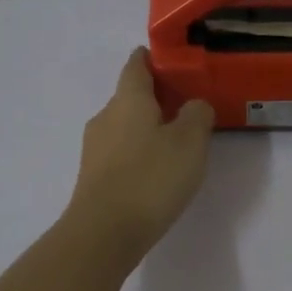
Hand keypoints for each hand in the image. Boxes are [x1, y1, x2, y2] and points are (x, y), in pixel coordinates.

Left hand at [66, 49, 214, 265]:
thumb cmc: (151, 178)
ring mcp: (95, 148)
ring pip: (124, 126)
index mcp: (128, 98)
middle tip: (187, 108)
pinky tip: (156, 172)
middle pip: (130, 96)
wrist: (104, 232)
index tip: (173, 63)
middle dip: (156, 98)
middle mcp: (106, 116)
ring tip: (176, 144)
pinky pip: (120, 153)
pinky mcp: (93, 176)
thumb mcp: (190, 142)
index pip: (137, 64)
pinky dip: (138, 153)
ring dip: (147, 128)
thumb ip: (197, 115)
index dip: (153, 58)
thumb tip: (194, 105)